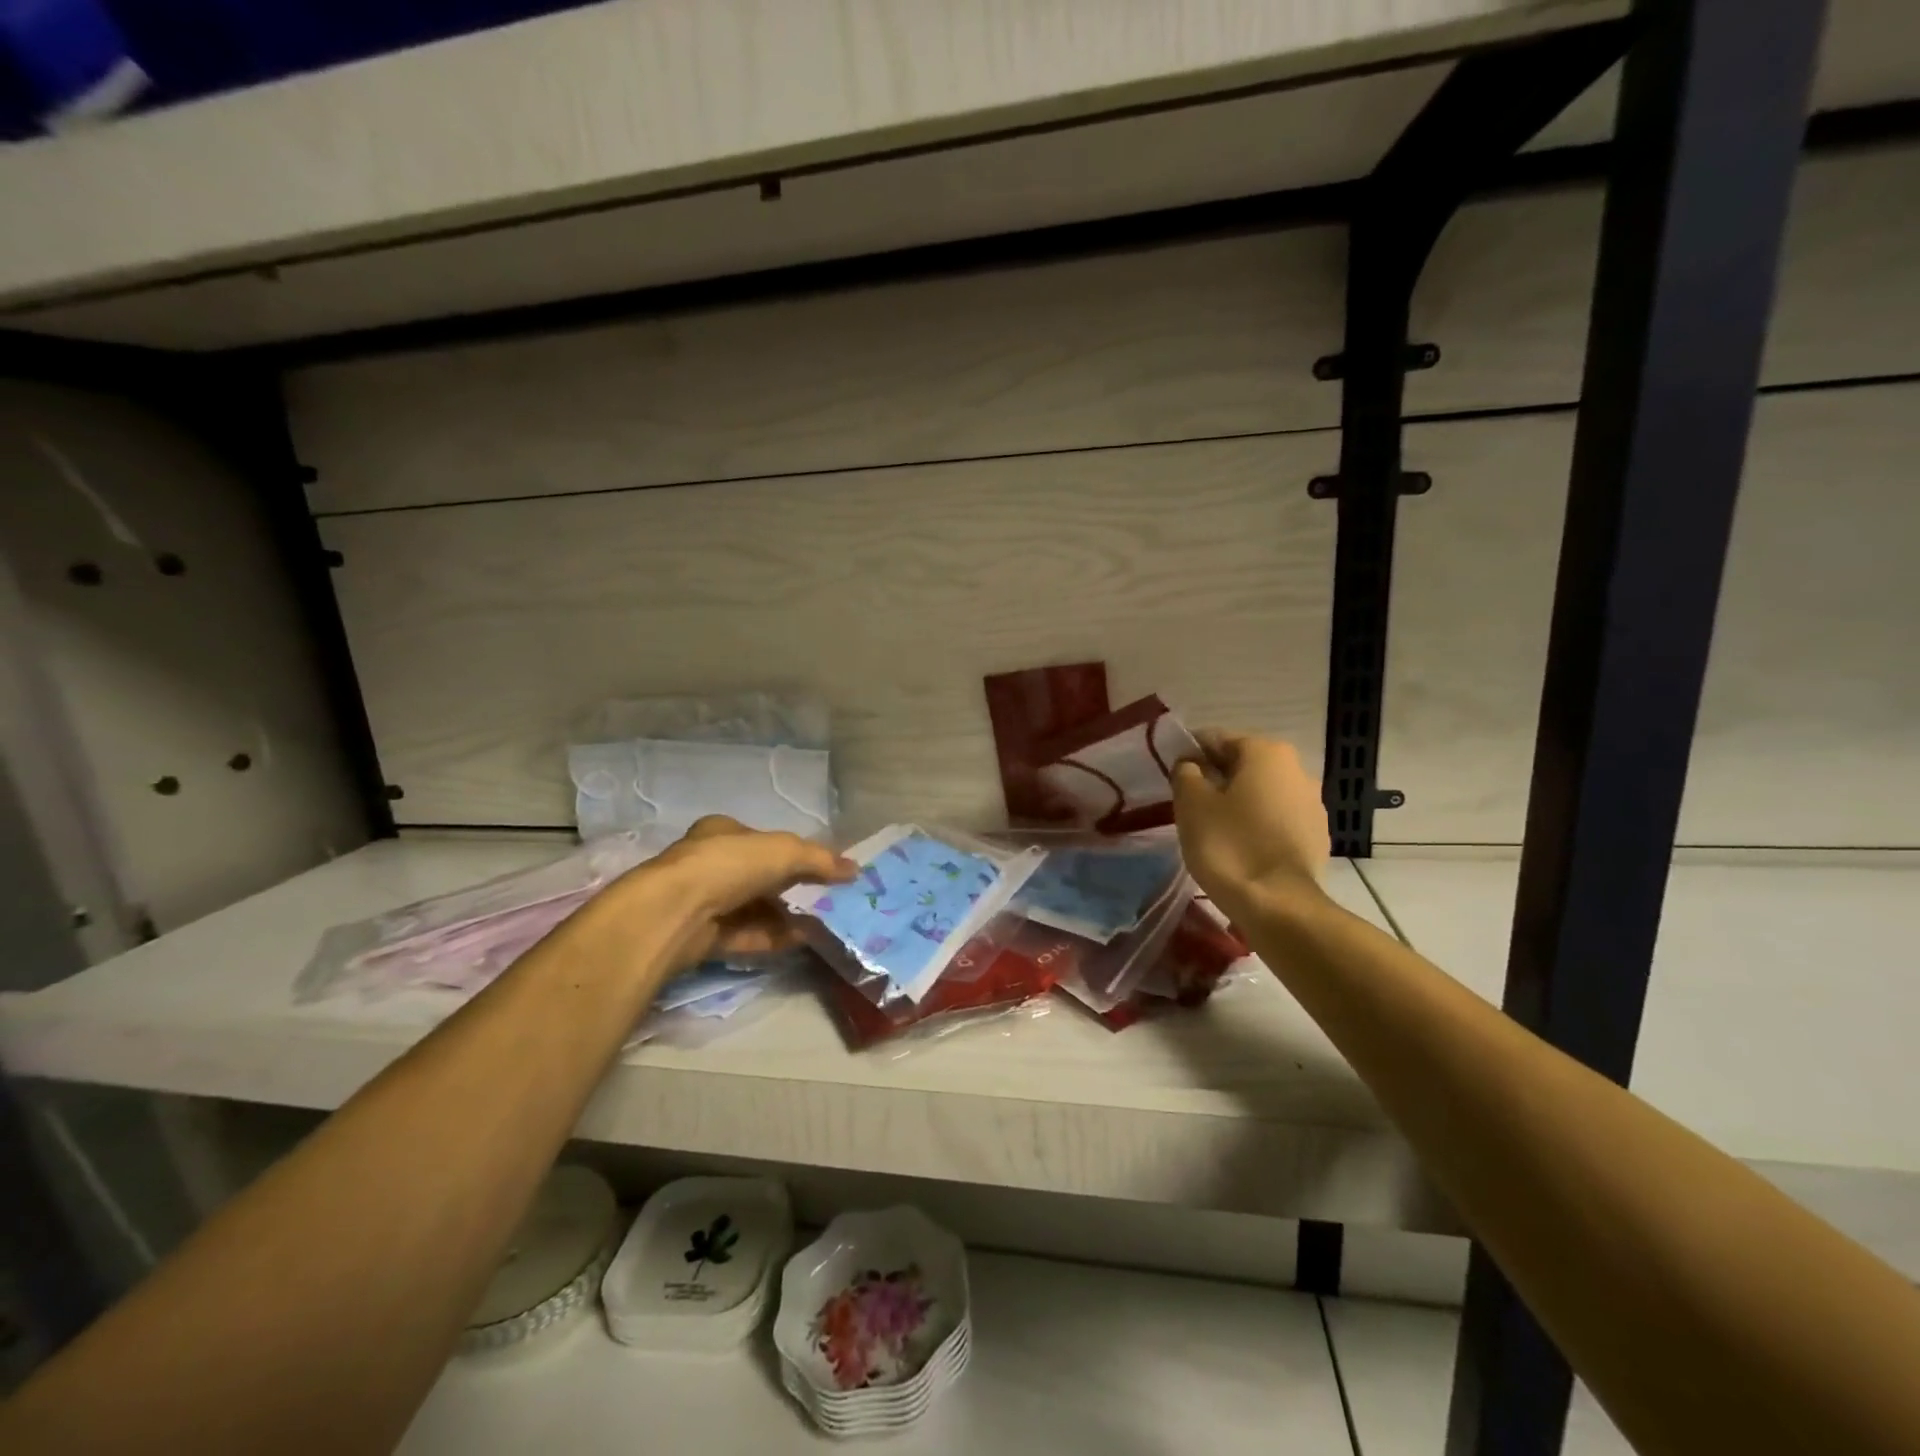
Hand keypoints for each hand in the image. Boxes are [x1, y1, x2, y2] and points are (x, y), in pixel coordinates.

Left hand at [645, 816, 855, 962]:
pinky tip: (802, 941)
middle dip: (791, 888)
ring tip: (823, 923)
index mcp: (721, 832)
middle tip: (826, 898)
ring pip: (753, 909)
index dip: (791, 852)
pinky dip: (773, 938)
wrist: (676, 912)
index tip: (820, 868)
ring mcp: (704, 902)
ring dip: (786, 916)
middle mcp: (710, 864)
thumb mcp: (784, 852)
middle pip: (759, 877)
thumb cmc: (730, 865)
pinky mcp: (703, 937)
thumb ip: (820, 860)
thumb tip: (855, 869)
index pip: (761, 840)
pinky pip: (746, 936)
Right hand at [1171, 732, 1329, 912]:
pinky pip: (1277, 820)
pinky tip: (1241, 848)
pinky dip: (1257, 826)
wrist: (1277, 905)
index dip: (1190, 755)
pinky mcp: (1317, 837)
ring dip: (1239, 803)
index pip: (1216, 739)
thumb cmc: (1228, 844)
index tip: (1173, 777)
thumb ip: (1186, 772)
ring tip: (1214, 829)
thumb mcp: (1191, 803)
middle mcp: (1297, 769)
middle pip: (1243, 765)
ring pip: (1262, 793)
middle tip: (1190, 805)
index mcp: (1266, 752)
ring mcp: (1313, 805)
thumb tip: (1191, 765)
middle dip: (1217, 779)